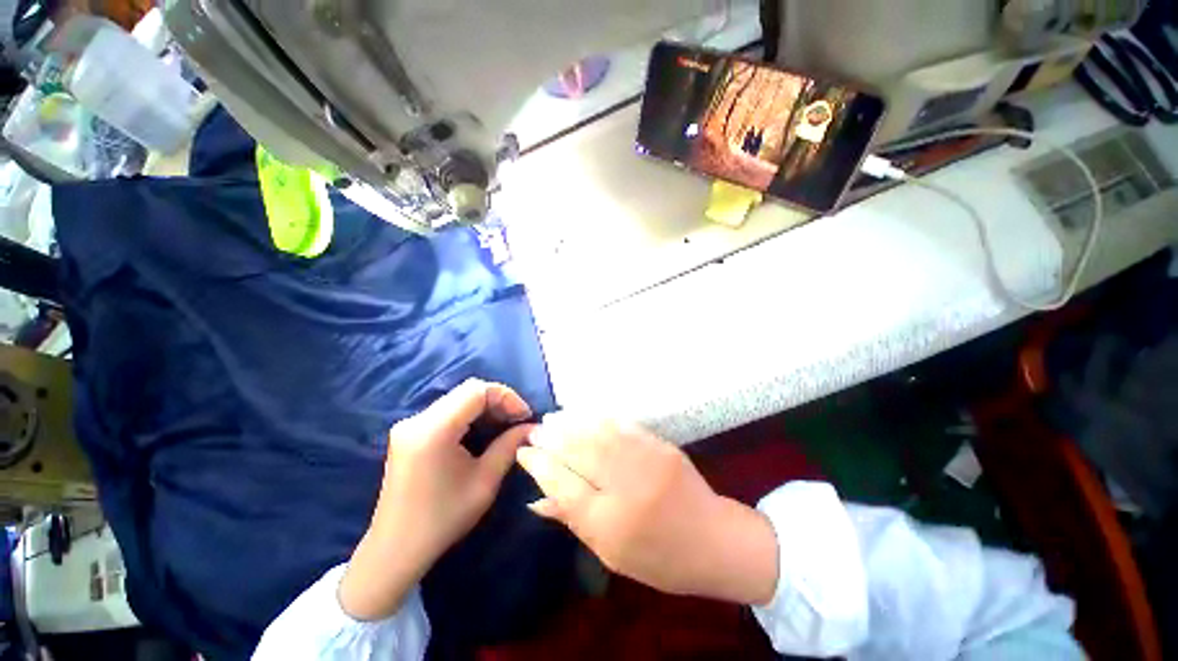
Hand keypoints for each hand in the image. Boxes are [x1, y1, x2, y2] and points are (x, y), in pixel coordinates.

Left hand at [339, 379, 534, 620]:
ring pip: (458, 398)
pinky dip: (471, 415)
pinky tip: (483, 431)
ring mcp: (410, 425)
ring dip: (486, 407)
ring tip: (506, 426)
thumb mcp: (485, 482)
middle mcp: (417, 419)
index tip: (525, 416)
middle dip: (499, 401)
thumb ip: (510, 446)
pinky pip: (448, 410)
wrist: (395, 550)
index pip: (477, 391)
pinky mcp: (409, 433)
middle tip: (518, 421)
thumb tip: (532, 427)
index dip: (507, 397)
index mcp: (433, 430)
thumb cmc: (443, 519)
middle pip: (467, 390)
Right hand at [516, 416, 778, 605]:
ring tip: (552, 417)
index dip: (540, 466)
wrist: (715, 541)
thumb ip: (573, 520)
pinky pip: (624, 427)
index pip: (563, 486)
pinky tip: (584, 414)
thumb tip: (536, 499)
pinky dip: (599, 418)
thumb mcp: (611, 554)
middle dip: (552, 439)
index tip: (523, 452)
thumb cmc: (661, 559)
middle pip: (580, 454)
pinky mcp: (661, 446)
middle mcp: (627, 489)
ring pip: (599, 435)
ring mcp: (647, 462)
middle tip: (534, 430)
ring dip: (572, 423)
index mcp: (612, 525)